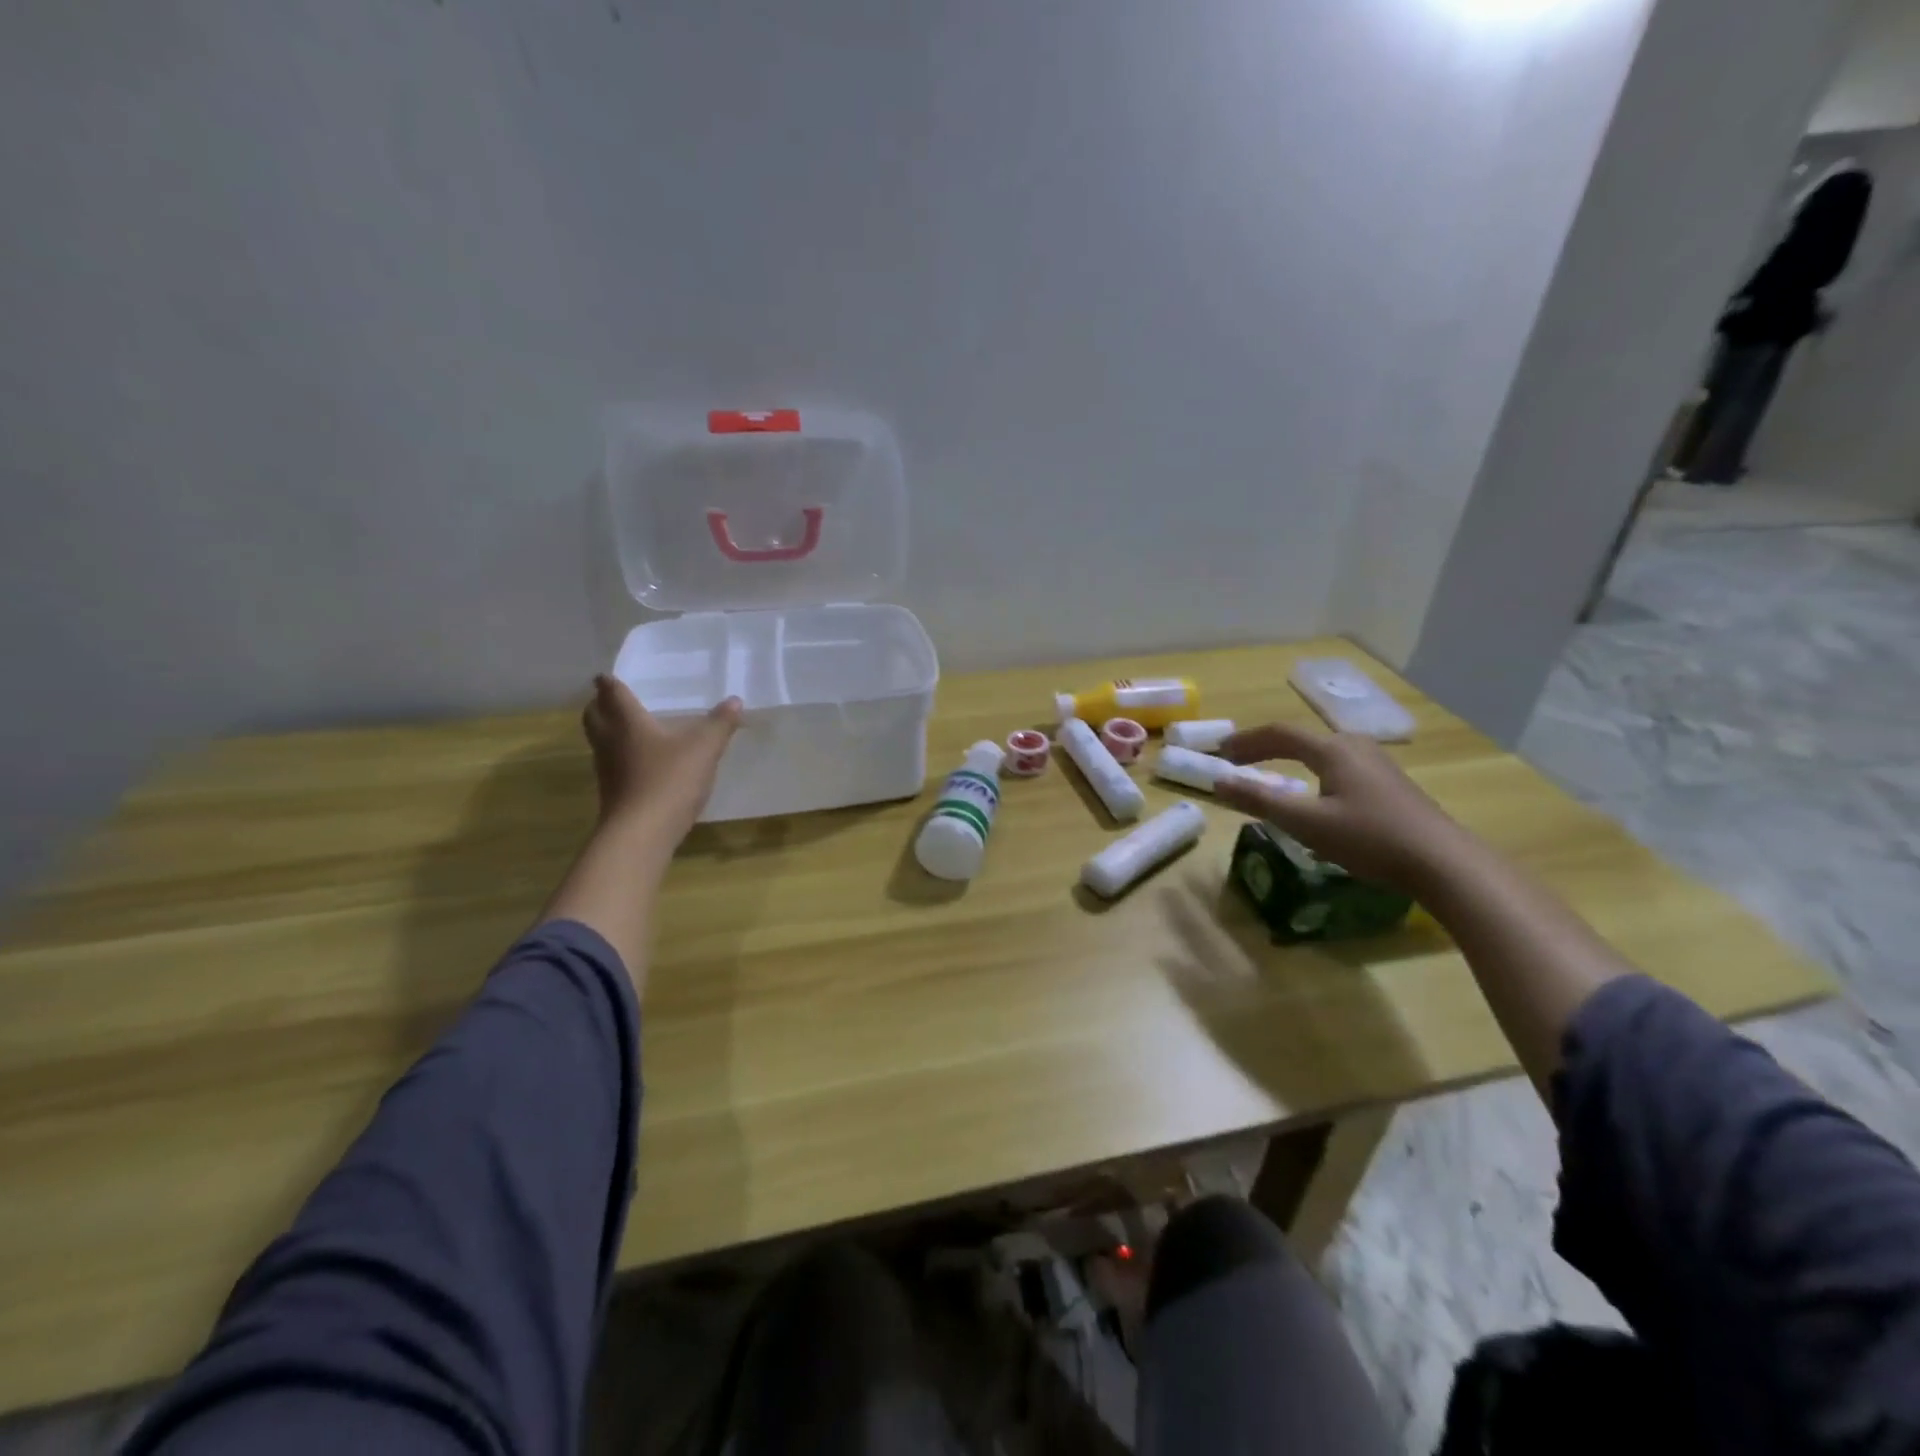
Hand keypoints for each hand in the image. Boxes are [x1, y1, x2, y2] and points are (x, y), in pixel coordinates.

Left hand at [582, 675, 741, 838]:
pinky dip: (620, 756)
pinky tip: (641, 762)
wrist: (641, 833)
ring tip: (628, 728)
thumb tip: (735, 700)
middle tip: (612, 699)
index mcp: (627, 722)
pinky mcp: (612, 792)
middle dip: (600, 705)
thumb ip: (719, 724)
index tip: (606, 675)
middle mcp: (610, 741)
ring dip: (608, 731)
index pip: (611, 693)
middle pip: (594, 716)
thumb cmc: (669, 780)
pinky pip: (611, 764)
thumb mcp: (704, 749)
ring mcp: (607, 769)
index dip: (608, 682)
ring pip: (599, 741)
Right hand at [1214, 721, 1465, 891]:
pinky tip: (1313, 794)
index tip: (1220, 753)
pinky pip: (1338, 765)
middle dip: (1264, 748)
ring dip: (1288, 759)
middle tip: (1238, 763)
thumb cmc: (1369, 838)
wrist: (1443, 862)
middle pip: (1300, 739)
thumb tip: (1218, 783)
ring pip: (1321, 752)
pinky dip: (1311, 771)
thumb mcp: (1306, 823)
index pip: (1279, 733)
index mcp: (1333, 749)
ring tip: (1268, 774)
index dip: (1246, 741)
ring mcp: (1377, 764)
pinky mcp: (1389, 784)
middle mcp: (1355, 746)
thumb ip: (1260, 801)